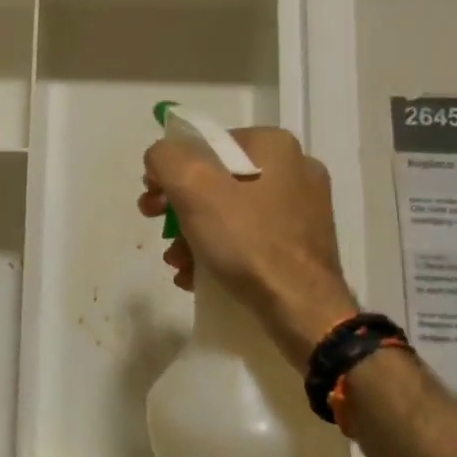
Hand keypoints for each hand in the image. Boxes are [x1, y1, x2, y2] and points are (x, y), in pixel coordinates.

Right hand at [139, 126, 357, 368]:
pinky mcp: (303, 246)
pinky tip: (199, 276)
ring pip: (232, 212)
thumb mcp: (192, 186)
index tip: (153, 198)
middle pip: (217, 179)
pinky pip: (251, 238)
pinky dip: (221, 252)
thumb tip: (161, 160)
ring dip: (195, 234)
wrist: (304, 311)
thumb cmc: (248, 240)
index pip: (206, 144)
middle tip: (159, 229)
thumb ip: (165, 158)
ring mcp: (304, 210)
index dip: (172, 169)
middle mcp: (295, 169)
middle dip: (181, 206)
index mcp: (274, 145)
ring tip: (177, 262)